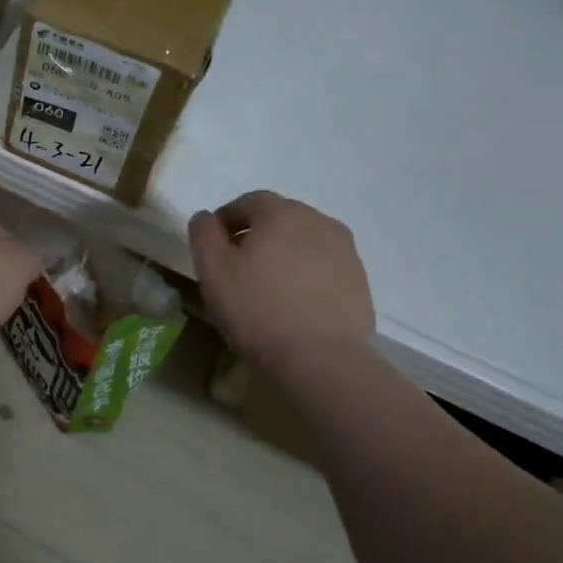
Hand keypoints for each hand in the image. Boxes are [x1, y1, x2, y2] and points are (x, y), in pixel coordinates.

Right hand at [189, 191, 374, 366]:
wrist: (321, 360)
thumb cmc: (258, 308)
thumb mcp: (212, 269)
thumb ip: (204, 233)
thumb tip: (206, 217)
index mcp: (283, 213)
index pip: (249, 202)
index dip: (227, 219)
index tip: (213, 245)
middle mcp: (319, 222)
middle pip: (280, 219)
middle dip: (257, 235)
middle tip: (238, 265)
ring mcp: (345, 252)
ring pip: (304, 242)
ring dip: (283, 254)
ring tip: (267, 287)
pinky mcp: (359, 282)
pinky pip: (323, 267)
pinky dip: (305, 275)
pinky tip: (294, 304)